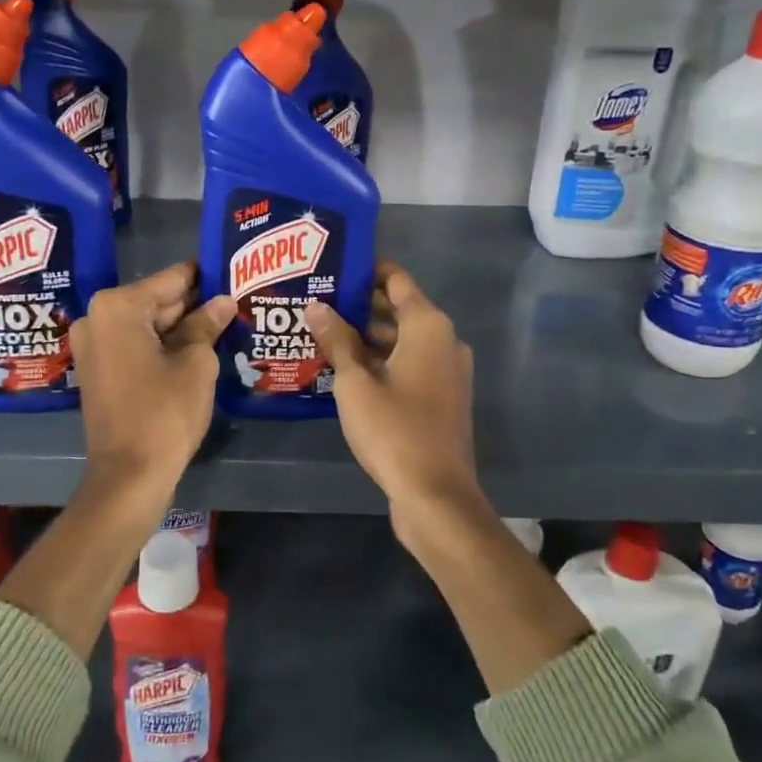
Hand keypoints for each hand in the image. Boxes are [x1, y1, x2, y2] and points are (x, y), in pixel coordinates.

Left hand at [72, 261, 233, 491]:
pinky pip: (136, 345)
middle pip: (156, 301)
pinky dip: (163, 345)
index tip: (231, 268)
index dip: (204, 275)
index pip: (171, 279)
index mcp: (117, 307)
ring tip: (225, 320)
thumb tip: (223, 301)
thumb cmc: (164, 413)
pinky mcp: (99, 370)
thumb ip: (207, 324)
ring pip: (147, 324)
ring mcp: (93, 346)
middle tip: (235, 298)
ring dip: (181, 326)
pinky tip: (199, 346)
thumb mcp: (195, 364)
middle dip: (194, 303)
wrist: (129, 475)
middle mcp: (97, 318)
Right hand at [305, 264, 481, 533]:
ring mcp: (445, 371)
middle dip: (359, 305)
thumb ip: (337, 340)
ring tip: (322, 332)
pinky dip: (381, 360)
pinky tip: (344, 368)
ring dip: (367, 336)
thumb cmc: (394, 430)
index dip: (367, 270)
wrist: (435, 495)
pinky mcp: (440, 397)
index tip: (333, 266)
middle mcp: (443, 341)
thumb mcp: (355, 383)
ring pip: (401, 340)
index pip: (396, 280)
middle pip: (399, 309)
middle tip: (316, 300)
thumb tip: (316, 306)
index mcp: (428, 327)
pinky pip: (408, 364)